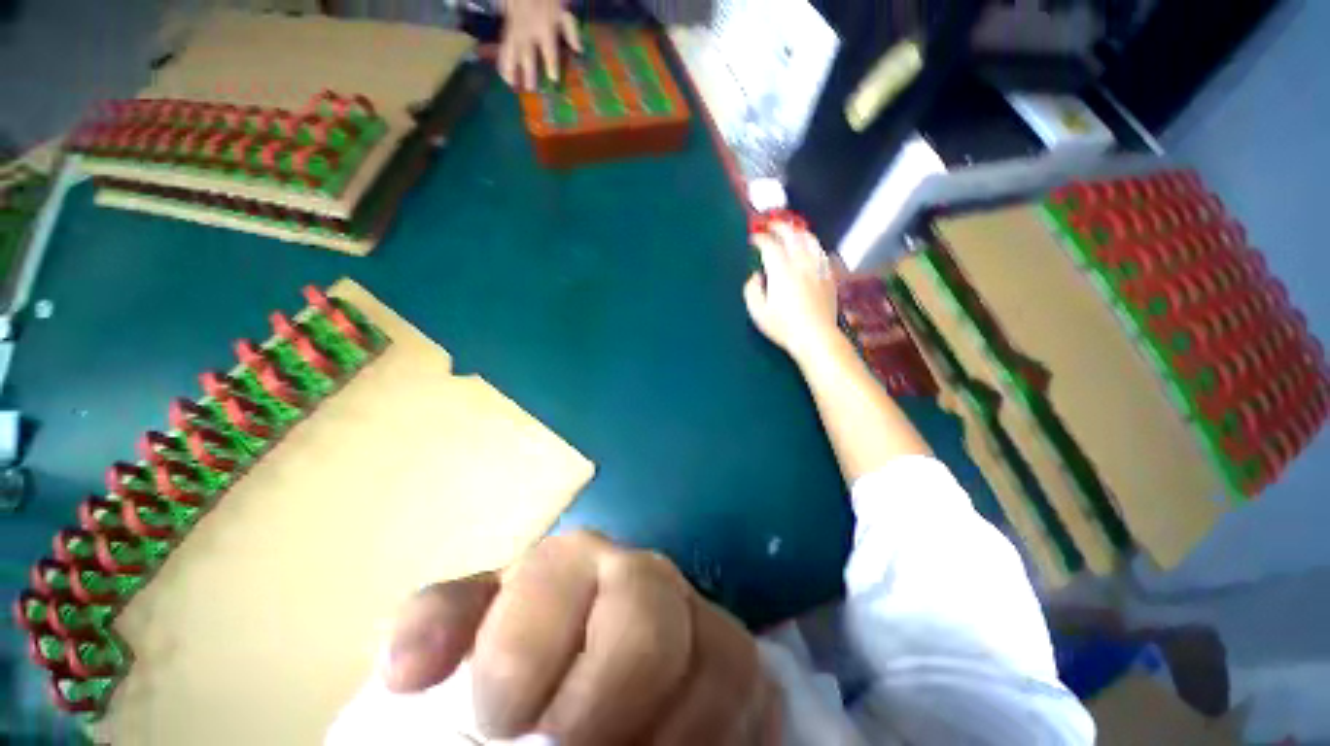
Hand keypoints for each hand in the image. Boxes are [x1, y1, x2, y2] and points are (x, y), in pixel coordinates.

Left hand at [384, 530, 780, 744]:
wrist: (588, 646)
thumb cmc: (520, 640)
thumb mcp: (469, 627)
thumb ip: (437, 628)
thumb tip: (406, 671)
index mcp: (573, 561)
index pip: (553, 585)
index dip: (522, 657)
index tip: (496, 722)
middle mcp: (643, 576)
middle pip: (646, 622)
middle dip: (605, 703)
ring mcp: (700, 615)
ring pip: (718, 662)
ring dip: (671, 739)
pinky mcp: (738, 658)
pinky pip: (753, 699)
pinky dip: (720, 743)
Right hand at [499, 0, 581, 90]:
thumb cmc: (550, 1)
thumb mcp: (564, 13)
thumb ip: (571, 32)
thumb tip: (579, 51)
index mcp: (545, 29)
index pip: (549, 51)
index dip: (551, 65)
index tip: (553, 79)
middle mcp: (529, 32)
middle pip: (528, 55)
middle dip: (529, 73)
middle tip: (530, 89)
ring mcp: (517, 31)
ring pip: (511, 52)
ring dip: (510, 69)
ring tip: (511, 84)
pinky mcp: (508, 29)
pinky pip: (504, 47)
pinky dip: (502, 61)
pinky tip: (502, 74)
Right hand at [744, 223, 840, 363]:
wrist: (815, 337)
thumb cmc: (783, 326)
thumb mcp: (758, 312)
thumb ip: (751, 290)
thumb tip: (755, 276)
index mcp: (781, 271)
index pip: (770, 245)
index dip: (759, 239)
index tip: (753, 239)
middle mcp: (801, 264)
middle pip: (792, 235)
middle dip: (779, 227)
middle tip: (770, 227)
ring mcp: (818, 268)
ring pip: (810, 240)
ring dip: (798, 232)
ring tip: (791, 232)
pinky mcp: (828, 276)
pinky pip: (821, 252)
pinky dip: (812, 245)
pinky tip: (809, 249)